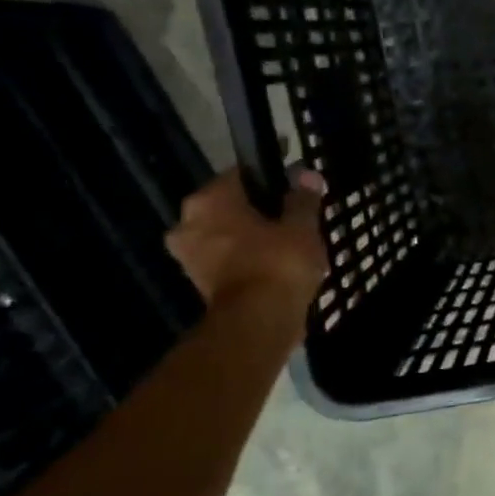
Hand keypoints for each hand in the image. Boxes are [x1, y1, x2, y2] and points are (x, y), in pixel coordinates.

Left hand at [166, 169, 328, 310]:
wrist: (258, 321)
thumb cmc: (278, 262)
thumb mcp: (302, 226)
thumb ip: (303, 198)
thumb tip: (306, 174)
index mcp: (209, 200)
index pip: (242, 175)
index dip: (272, 179)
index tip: (296, 191)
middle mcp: (188, 222)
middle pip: (231, 206)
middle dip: (259, 211)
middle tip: (294, 220)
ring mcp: (189, 256)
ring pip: (228, 235)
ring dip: (252, 238)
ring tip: (290, 245)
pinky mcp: (199, 283)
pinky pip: (228, 260)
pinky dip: (248, 260)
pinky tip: (277, 266)